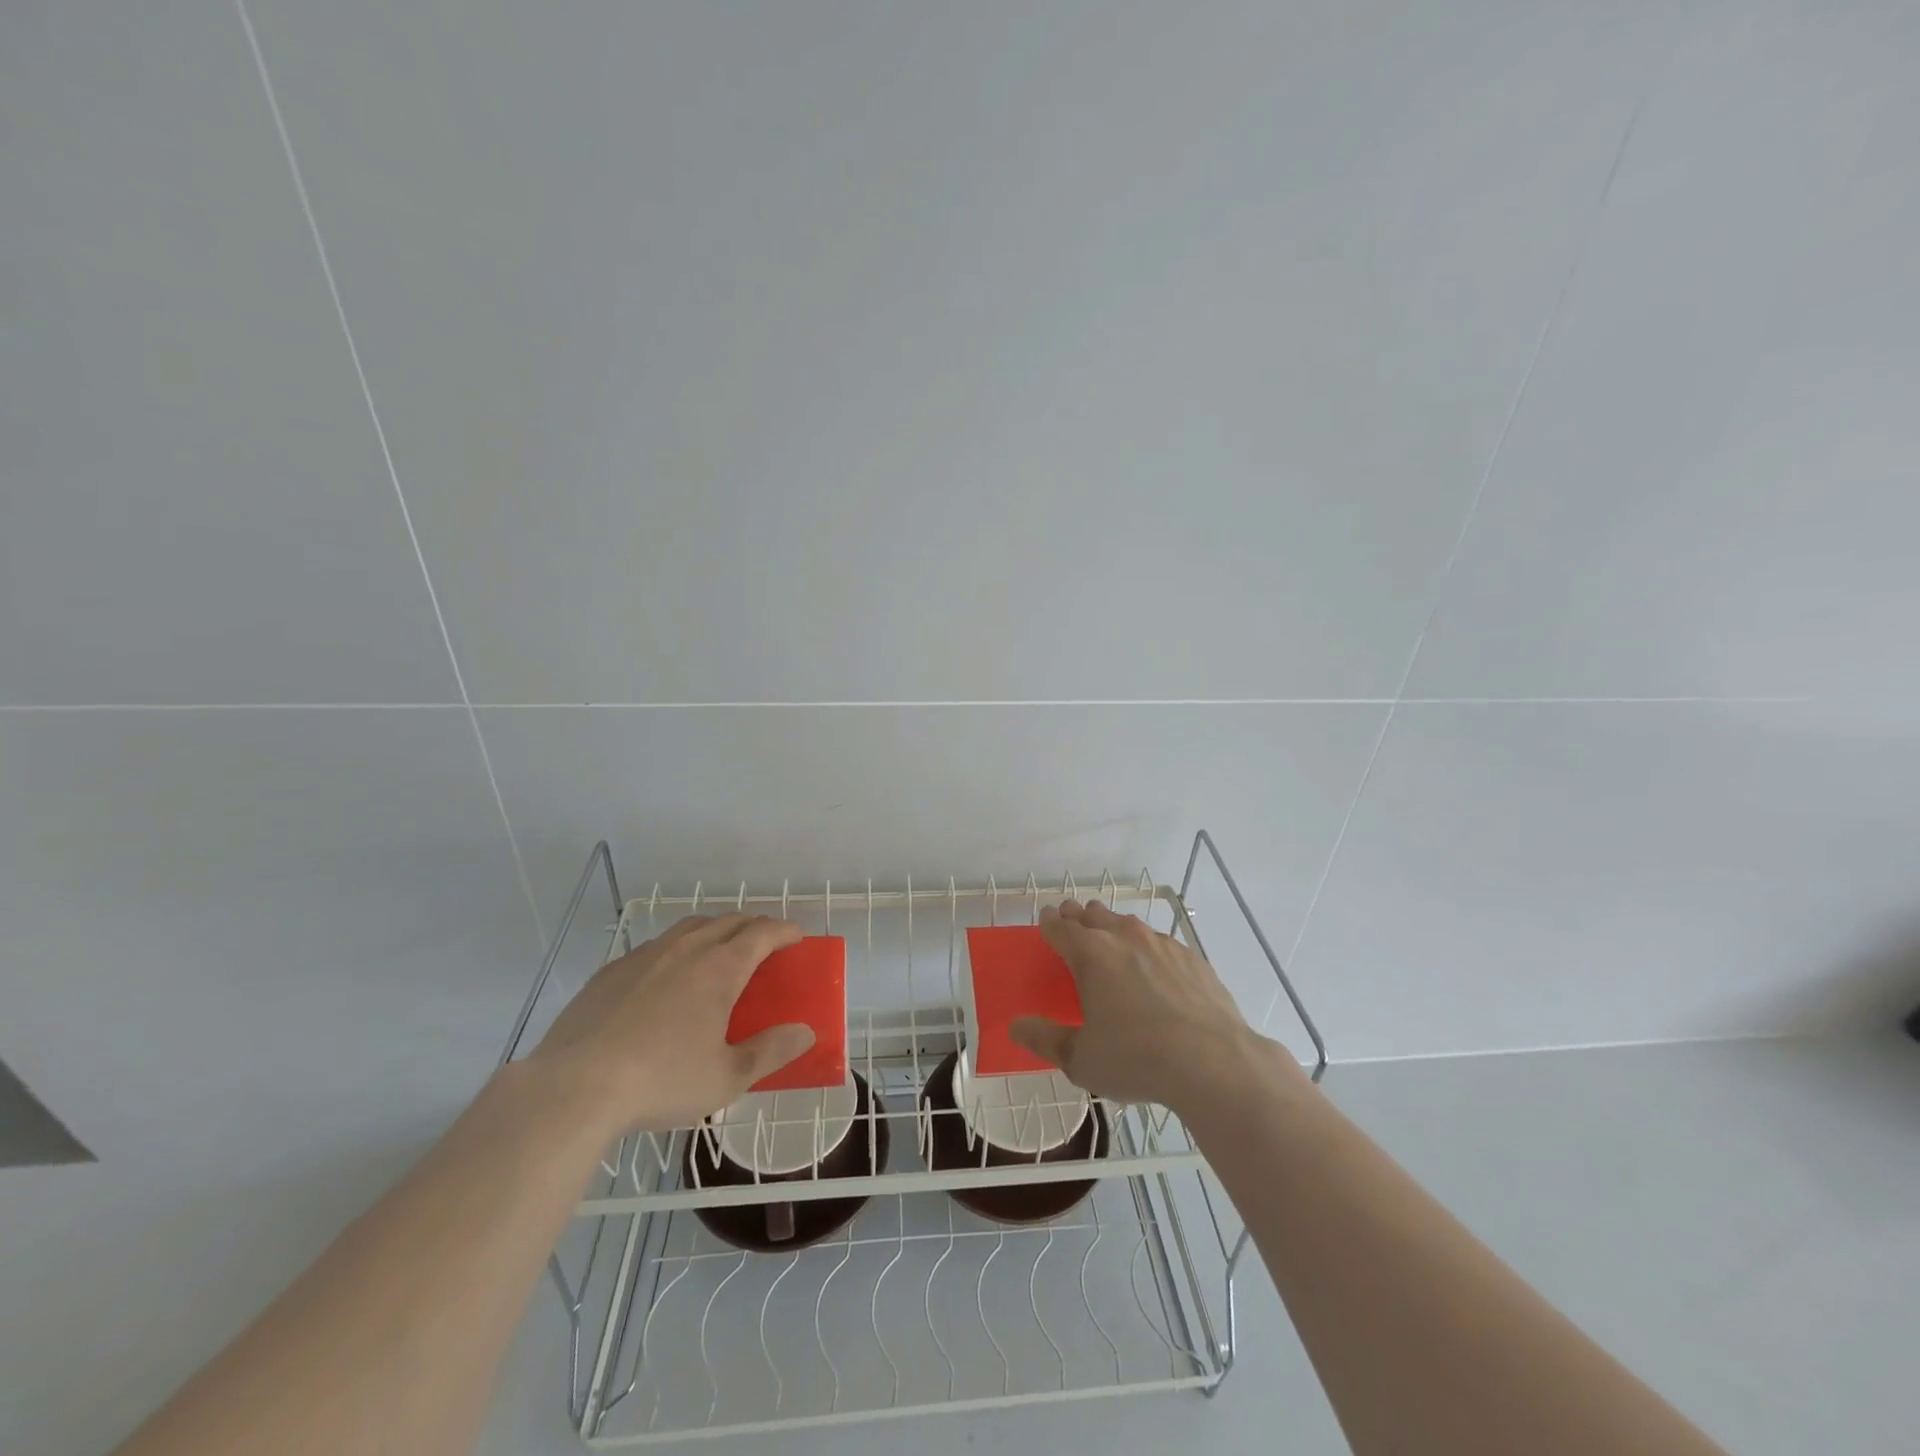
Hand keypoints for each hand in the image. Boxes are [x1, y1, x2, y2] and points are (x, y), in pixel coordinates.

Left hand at [528, 914, 813, 1133]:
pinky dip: (676, 950)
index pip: (762, 932)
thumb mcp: (726, 1078)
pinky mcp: (611, 972)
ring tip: (718, 952)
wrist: (574, 1087)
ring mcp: (645, 956)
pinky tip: (666, 978)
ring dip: (714, 930)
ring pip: (690, 928)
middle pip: (728, 921)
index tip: (797, 936)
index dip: (785, 930)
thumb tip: (805, 1033)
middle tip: (765, 944)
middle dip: (753, 926)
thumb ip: (771, 1052)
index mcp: (720, 968)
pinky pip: (655, 947)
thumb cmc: (661, 1081)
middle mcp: (686, 949)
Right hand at [1010, 899, 1278, 1110]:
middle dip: (1079, 917)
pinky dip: (1147, 948)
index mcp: (1090, 954)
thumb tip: (1016, 1025)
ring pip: (1128, 924)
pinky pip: (1159, 942)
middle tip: (1073, 925)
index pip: (1061, 927)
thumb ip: (1045, 1039)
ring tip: (1111, 943)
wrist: (1213, 1062)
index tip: (1046, 921)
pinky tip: (1153, 969)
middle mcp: (1123, 937)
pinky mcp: (1191, 957)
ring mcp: (1161, 944)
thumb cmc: (1136, 1059)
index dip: (1050, 922)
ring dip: (1113, 928)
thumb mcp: (1081, 1059)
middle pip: (1093, 915)